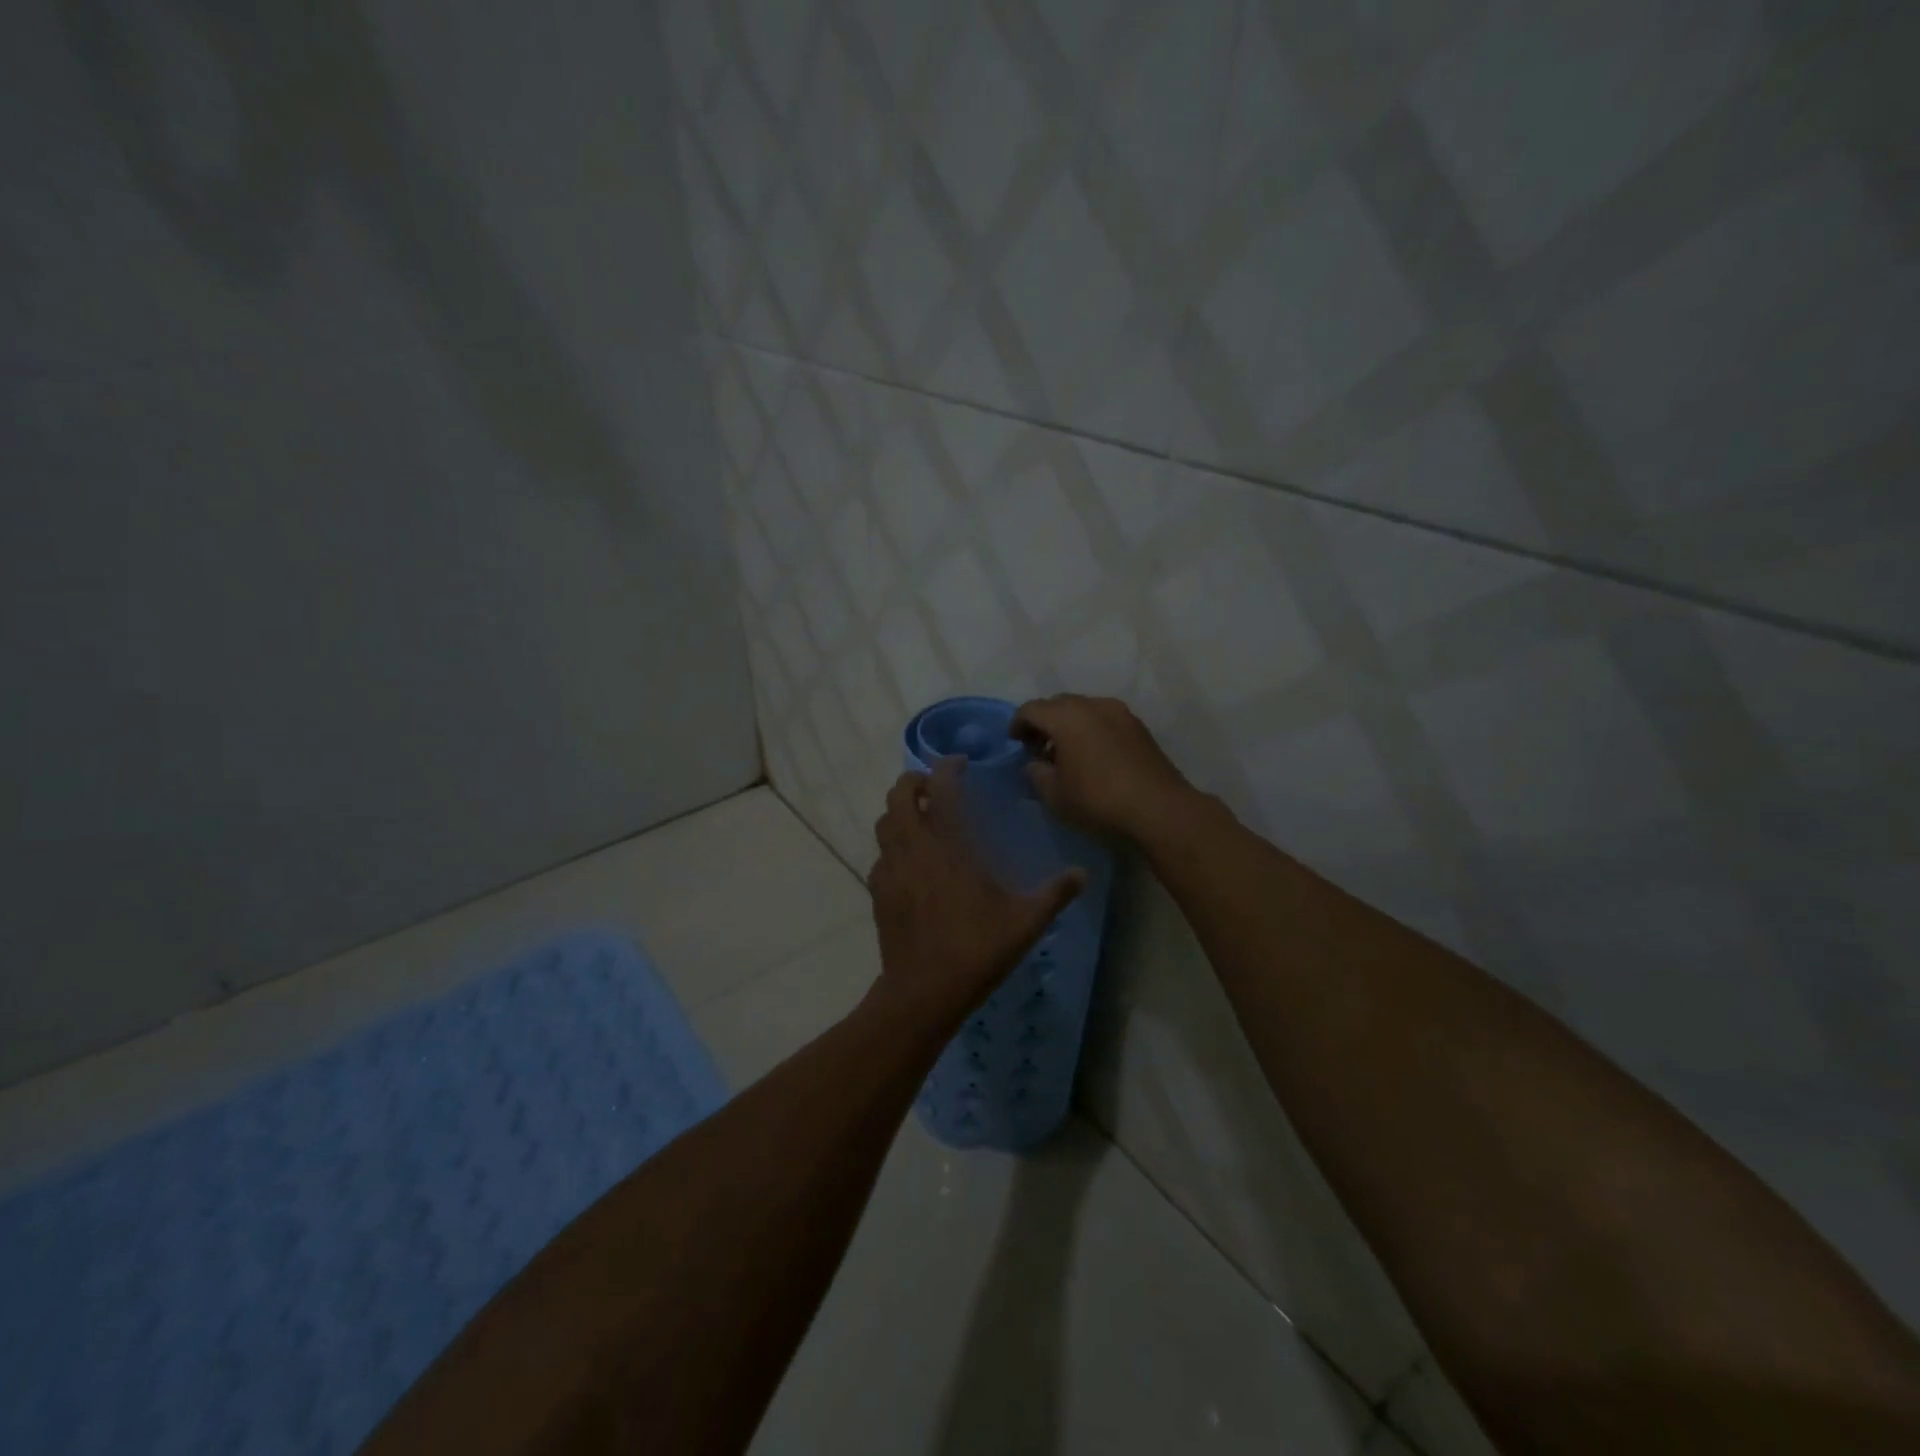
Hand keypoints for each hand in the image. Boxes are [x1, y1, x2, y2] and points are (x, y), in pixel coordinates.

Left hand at [866, 757, 1085, 1025]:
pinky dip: (893, 846)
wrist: (923, 992)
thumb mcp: (1025, 922)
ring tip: (922, 819)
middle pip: (898, 796)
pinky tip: (911, 863)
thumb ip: (1054, 894)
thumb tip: (1083, 874)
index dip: (947, 768)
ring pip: (883, 823)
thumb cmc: (976, 950)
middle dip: (914, 782)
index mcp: (947, 845)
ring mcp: (890, 870)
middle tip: (936, 788)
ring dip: (900, 811)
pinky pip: (880, 855)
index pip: (940, 788)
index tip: (960, 764)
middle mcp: (913, 848)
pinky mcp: (878, 893)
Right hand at [1010, 694, 1197, 842]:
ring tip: (1067, 755)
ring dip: (1070, 726)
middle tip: (1039, 749)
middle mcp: (1093, 705)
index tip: (1015, 743)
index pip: (1031, 709)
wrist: (1159, 809)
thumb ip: (1036, 774)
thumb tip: (1035, 764)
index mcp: (1066, 716)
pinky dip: (1092, 731)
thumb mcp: (1054, 795)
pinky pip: (1104, 720)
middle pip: (1058, 705)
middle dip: (1044, 723)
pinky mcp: (1139, 727)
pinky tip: (1093, 757)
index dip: (1018, 724)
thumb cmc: (1097, 800)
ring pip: (1084, 710)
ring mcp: (1120, 713)